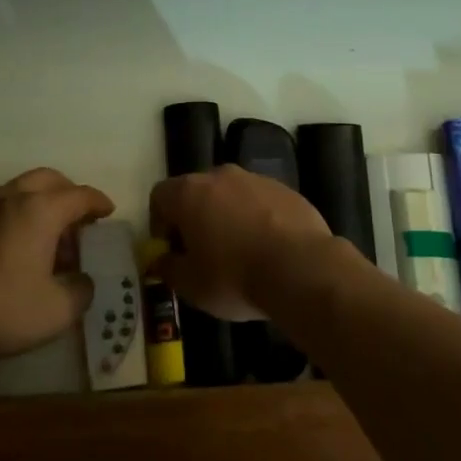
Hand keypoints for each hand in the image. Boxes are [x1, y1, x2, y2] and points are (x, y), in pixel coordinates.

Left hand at [0, 168, 112, 358]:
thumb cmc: (1, 306)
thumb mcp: (56, 310)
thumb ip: (81, 292)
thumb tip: (83, 281)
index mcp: (42, 210)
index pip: (80, 195)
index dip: (98, 203)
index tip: (108, 212)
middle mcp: (15, 198)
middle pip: (50, 179)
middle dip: (70, 193)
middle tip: (81, 218)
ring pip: (23, 188)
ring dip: (43, 202)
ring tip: (51, 235)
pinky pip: (5, 204)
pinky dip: (21, 213)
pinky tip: (22, 246)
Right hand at [149, 165, 339, 319]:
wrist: (300, 268)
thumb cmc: (234, 276)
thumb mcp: (190, 285)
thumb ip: (167, 268)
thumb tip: (160, 260)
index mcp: (189, 192)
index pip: (160, 197)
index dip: (160, 224)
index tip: (172, 251)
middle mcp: (219, 175)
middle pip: (196, 192)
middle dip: (194, 218)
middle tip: (203, 254)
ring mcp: (255, 179)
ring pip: (230, 195)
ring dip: (227, 217)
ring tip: (240, 253)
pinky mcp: (284, 189)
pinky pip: (259, 201)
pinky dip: (256, 219)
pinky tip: (268, 249)